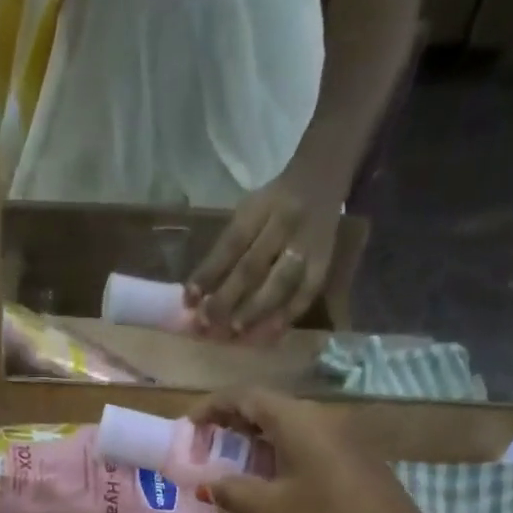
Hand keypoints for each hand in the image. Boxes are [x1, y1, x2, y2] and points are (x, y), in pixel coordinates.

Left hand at [185, 175, 340, 342]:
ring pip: (280, 284)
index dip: (208, 274)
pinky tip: (268, 335)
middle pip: (253, 267)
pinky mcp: (324, 263)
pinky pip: (306, 295)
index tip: (188, 301)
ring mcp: (308, 245)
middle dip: (227, 299)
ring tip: (235, 332)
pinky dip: (286, 317)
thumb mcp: (247, 213)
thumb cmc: (273, 204)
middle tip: (206, 324)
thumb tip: (198, 296)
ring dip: (255, 311)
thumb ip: (225, 251)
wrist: (323, 177)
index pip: (230, 245)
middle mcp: (285, 225)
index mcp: (260, 209)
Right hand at [193, 387, 437, 512]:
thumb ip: (233, 492)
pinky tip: (266, 477)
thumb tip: (206, 484)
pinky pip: (303, 439)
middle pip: (265, 405)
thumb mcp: (271, 509)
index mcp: (297, 420)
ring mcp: (339, 433)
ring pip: (285, 424)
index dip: (212, 407)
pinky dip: (276, 449)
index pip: (245, 396)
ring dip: (253, 438)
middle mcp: (319, 416)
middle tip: (203, 447)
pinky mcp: (349, 453)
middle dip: (230, 422)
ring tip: (227, 463)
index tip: (188, 427)